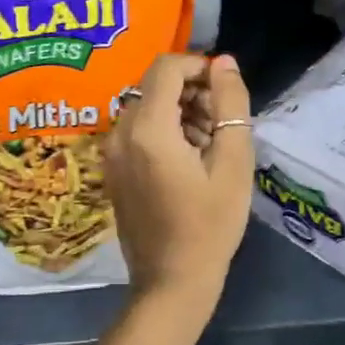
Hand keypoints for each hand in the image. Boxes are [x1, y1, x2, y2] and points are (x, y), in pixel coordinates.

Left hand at [105, 53, 254, 317]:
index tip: (224, 93)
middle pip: (156, 85)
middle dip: (192, 92)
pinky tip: (188, 160)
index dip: (199, 67)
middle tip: (221, 126)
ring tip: (209, 146)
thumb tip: (223, 61)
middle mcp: (120, 131)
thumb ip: (230, 104)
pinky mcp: (112, 167)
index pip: (167, 66)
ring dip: (180, 112)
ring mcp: (111, 151)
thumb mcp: (233, 162)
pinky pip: (138, 129)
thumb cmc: (210, 225)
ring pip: (148, 106)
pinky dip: (164, 129)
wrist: (172, 283)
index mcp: (147, 128)